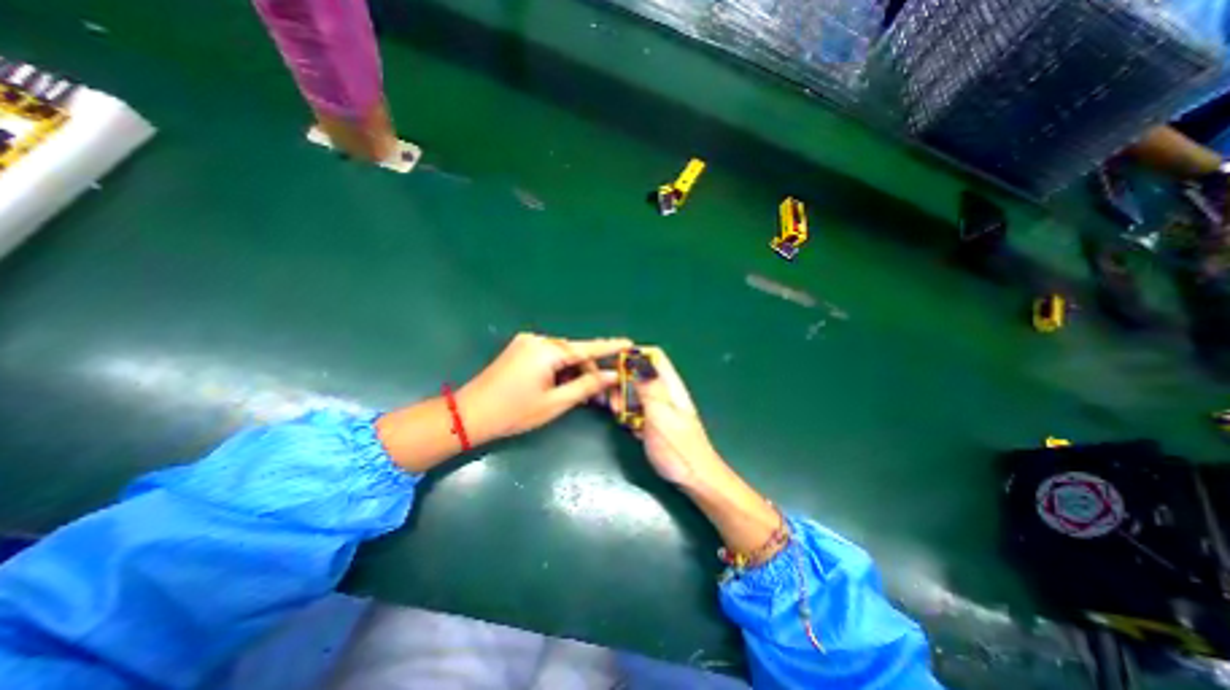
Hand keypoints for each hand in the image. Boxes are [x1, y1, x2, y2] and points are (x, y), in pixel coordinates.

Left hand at [456, 331, 629, 440]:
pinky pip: (549, 356)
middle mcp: (538, 340)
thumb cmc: (514, 412)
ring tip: (580, 394)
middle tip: (600, 393)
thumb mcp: (555, 403)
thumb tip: (611, 375)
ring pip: (562, 355)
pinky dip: (560, 370)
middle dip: (588, 370)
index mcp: (547, 351)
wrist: (469, 414)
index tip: (630, 343)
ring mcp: (526, 343)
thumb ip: (586, 386)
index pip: (587, 348)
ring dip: (574, 372)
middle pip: (574, 352)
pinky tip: (562, 385)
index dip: (610, 347)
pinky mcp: (520, 349)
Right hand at [612, 345, 722, 485]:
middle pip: (640, 373)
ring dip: (623, 400)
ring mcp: (660, 407)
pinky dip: (628, 413)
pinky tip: (627, 426)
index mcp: (670, 384)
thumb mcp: (660, 415)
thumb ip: (648, 387)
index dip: (633, 356)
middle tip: (614, 402)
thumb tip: (637, 358)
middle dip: (622, 382)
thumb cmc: (678, 448)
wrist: (694, 479)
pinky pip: (637, 409)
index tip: (613, 368)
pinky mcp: (655, 421)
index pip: (653, 355)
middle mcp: (665, 391)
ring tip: (619, 415)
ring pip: (636, 391)